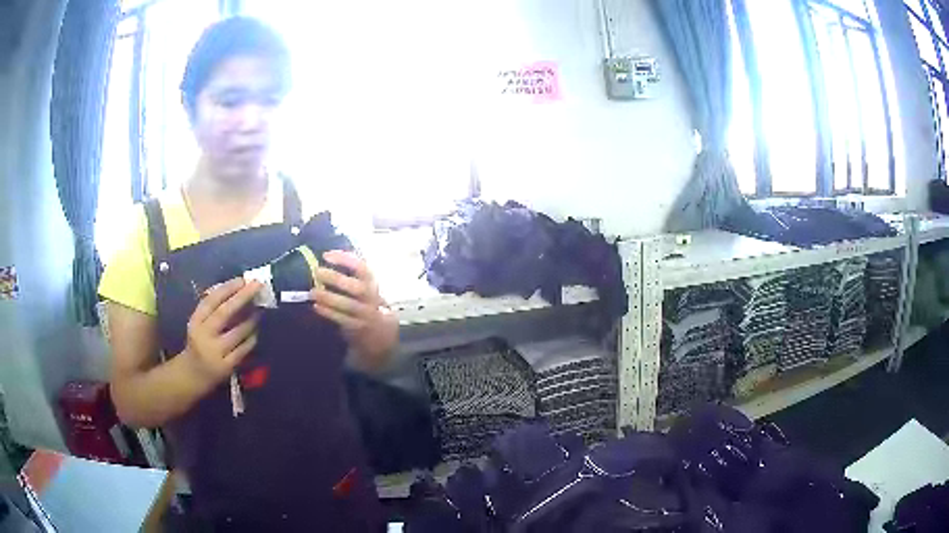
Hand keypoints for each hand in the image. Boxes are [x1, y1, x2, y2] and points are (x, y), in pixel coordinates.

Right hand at [183, 278, 260, 383]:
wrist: (193, 375)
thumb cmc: (199, 342)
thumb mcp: (199, 324)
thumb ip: (213, 309)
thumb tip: (237, 290)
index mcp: (195, 321)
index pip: (210, 300)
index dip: (227, 288)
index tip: (242, 279)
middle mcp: (204, 335)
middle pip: (224, 313)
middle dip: (242, 297)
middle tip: (257, 285)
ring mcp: (215, 352)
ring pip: (237, 332)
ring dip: (251, 319)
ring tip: (259, 310)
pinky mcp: (227, 366)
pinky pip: (243, 349)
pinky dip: (251, 338)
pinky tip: (255, 332)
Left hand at [311, 251, 384, 331]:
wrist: (377, 325)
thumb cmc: (362, 297)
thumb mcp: (361, 281)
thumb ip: (349, 269)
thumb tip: (327, 255)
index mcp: (371, 281)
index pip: (361, 268)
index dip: (344, 260)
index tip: (326, 255)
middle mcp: (370, 297)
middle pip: (356, 288)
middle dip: (336, 279)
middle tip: (317, 272)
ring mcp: (365, 313)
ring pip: (348, 305)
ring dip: (329, 298)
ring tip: (313, 292)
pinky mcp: (357, 327)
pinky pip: (342, 319)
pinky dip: (328, 312)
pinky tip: (316, 306)